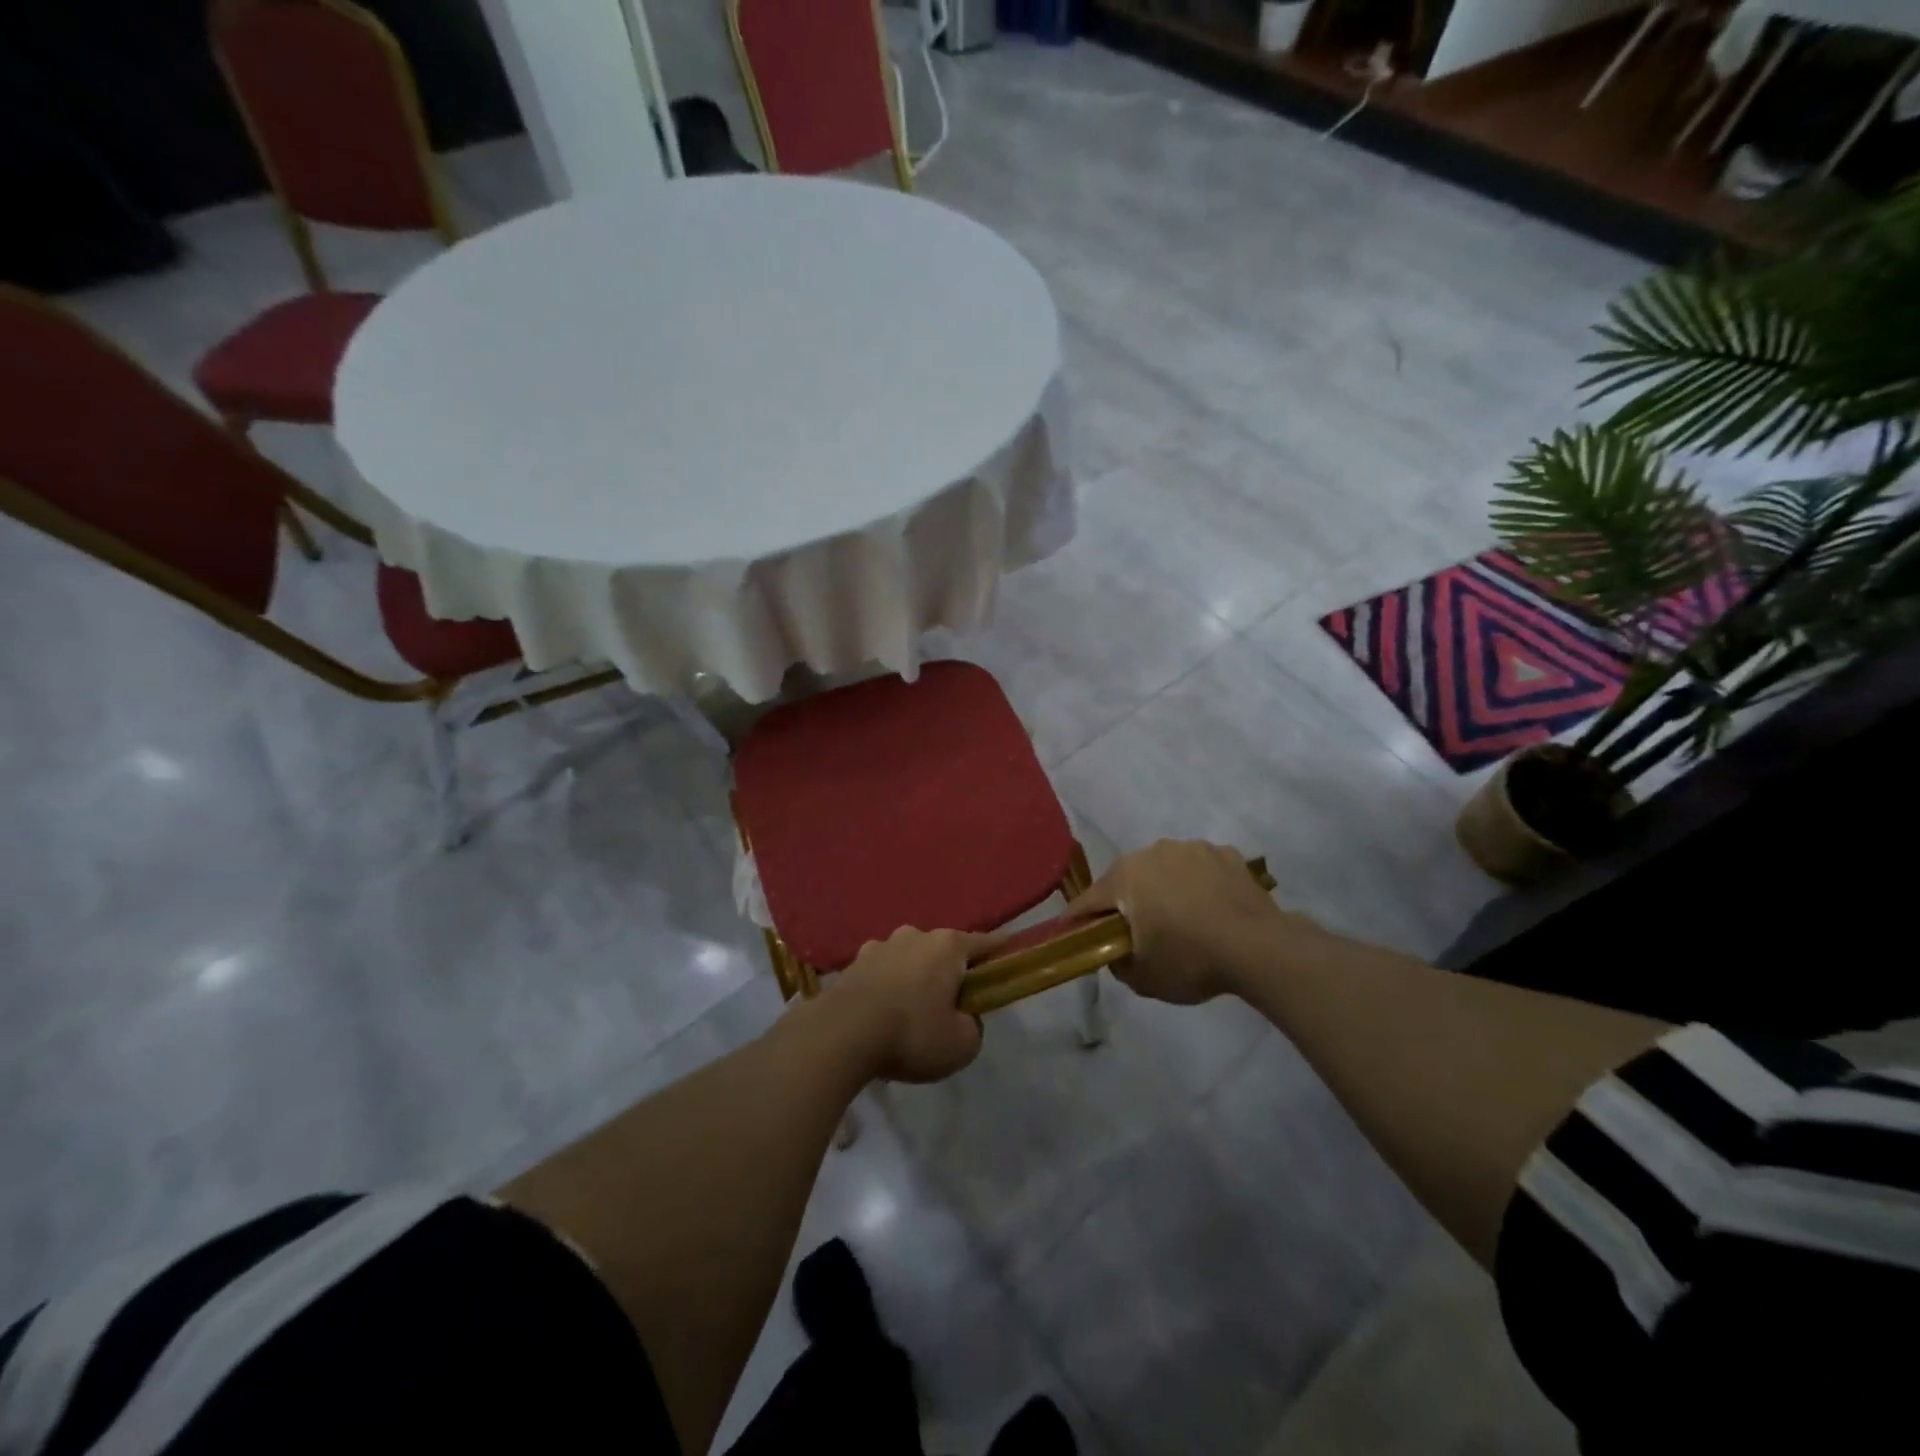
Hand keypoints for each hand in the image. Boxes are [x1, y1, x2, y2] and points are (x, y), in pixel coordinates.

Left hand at [824, 927, 990, 1083]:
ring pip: (909, 959)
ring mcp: (880, 946)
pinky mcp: (853, 963)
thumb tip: (963, 1018)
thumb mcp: (961, 1045)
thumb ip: (972, 1027)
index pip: (985, 943)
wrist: (842, 1034)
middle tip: (953, 1002)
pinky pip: (881, 973)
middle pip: (943, 950)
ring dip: (914, 977)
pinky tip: (882, 1014)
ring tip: (911, 1010)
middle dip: (950, 970)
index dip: (1000, 951)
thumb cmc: (912, 1033)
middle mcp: (915, 935)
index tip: (1010, 954)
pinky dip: (886, 987)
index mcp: (948, 946)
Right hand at [1068, 840, 1294, 1004]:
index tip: (1074, 936)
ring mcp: (1191, 848)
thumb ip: (1117, 963)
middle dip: (1126, 903)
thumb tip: (1115, 952)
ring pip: (1165, 869)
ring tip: (1181, 920)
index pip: (1088, 900)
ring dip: (1164, 889)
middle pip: (1127, 880)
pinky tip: (1212, 910)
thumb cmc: (1190, 959)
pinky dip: (1199, 885)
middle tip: (1136, 932)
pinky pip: (1200, 870)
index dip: (1078, 921)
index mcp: (1125, 876)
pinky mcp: (1225, 853)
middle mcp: (1152, 851)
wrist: (1258, 947)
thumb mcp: (1143, 977)